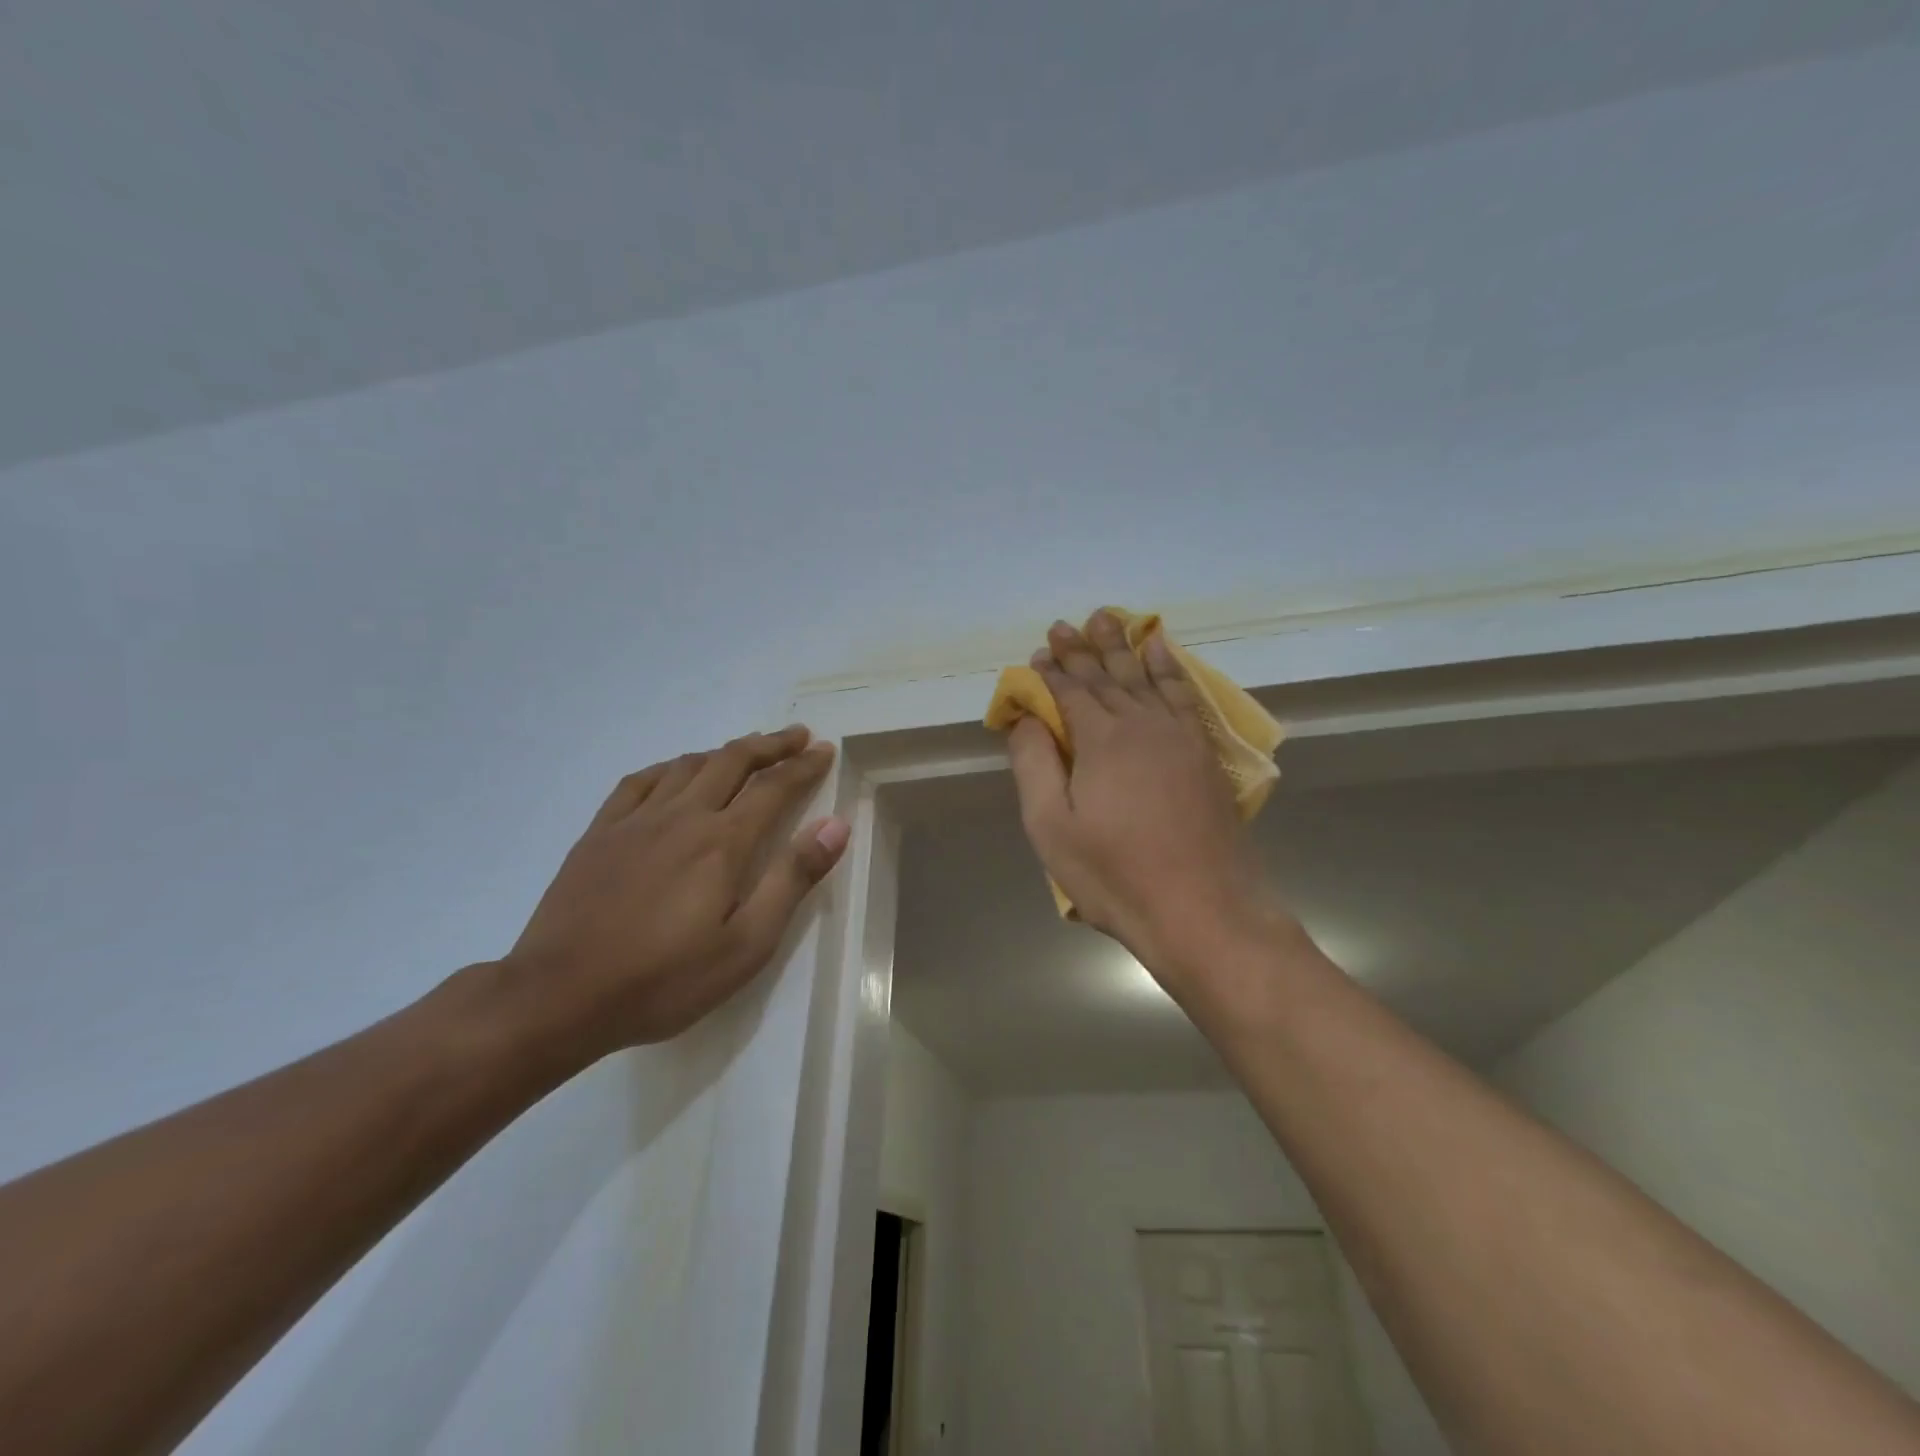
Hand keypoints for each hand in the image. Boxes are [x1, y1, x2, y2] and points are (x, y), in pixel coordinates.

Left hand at [504, 725, 848, 1056]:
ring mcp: (636, 820)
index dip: (803, 765)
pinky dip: (670, 766)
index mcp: (723, 842)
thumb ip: (792, 879)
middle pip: (732, 761)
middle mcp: (683, 815)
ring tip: (747, 751)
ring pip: (688, 764)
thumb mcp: (746, 944)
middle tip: (797, 736)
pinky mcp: (600, 833)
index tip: (825, 750)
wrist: (559, 996)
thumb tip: (835, 825)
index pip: (774, 787)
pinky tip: (677, 771)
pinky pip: (640, 781)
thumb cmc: (665, 979)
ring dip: (725, 751)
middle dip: (770, 745)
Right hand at [1007, 614, 1278, 988]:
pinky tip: (1162, 651)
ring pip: (1144, 676)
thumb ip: (1034, 764)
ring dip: (1123, 646)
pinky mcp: (1204, 753)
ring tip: (1108, 619)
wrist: (1204, 910)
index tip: (1037, 654)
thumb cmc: (1116, 875)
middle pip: (1106, 676)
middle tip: (1065, 625)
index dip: (1051, 672)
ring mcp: (1179, 736)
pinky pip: (1183, 693)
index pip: (1070, 692)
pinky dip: (1169, 667)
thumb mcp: (1052, 828)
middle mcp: (1142, 724)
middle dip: (1082, 649)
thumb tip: (1026, 716)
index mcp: (1101, 740)